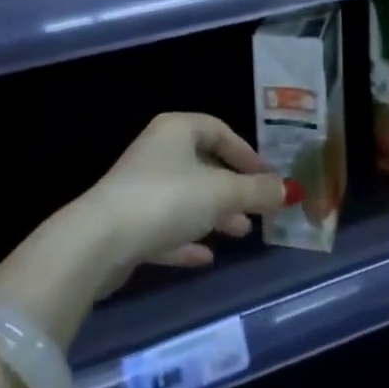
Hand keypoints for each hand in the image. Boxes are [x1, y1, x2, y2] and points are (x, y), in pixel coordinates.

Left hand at [79, 112, 295, 292]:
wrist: (99, 242)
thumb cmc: (166, 200)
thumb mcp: (221, 193)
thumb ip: (257, 191)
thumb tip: (289, 190)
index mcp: (177, 130)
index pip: (219, 130)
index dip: (247, 153)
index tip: (267, 177)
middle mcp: (157, 151)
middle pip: (204, 165)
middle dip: (233, 189)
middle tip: (258, 210)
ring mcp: (139, 187)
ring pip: (186, 197)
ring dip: (214, 215)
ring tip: (240, 234)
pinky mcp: (127, 223)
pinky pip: (166, 226)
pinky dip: (187, 238)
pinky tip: (206, 258)